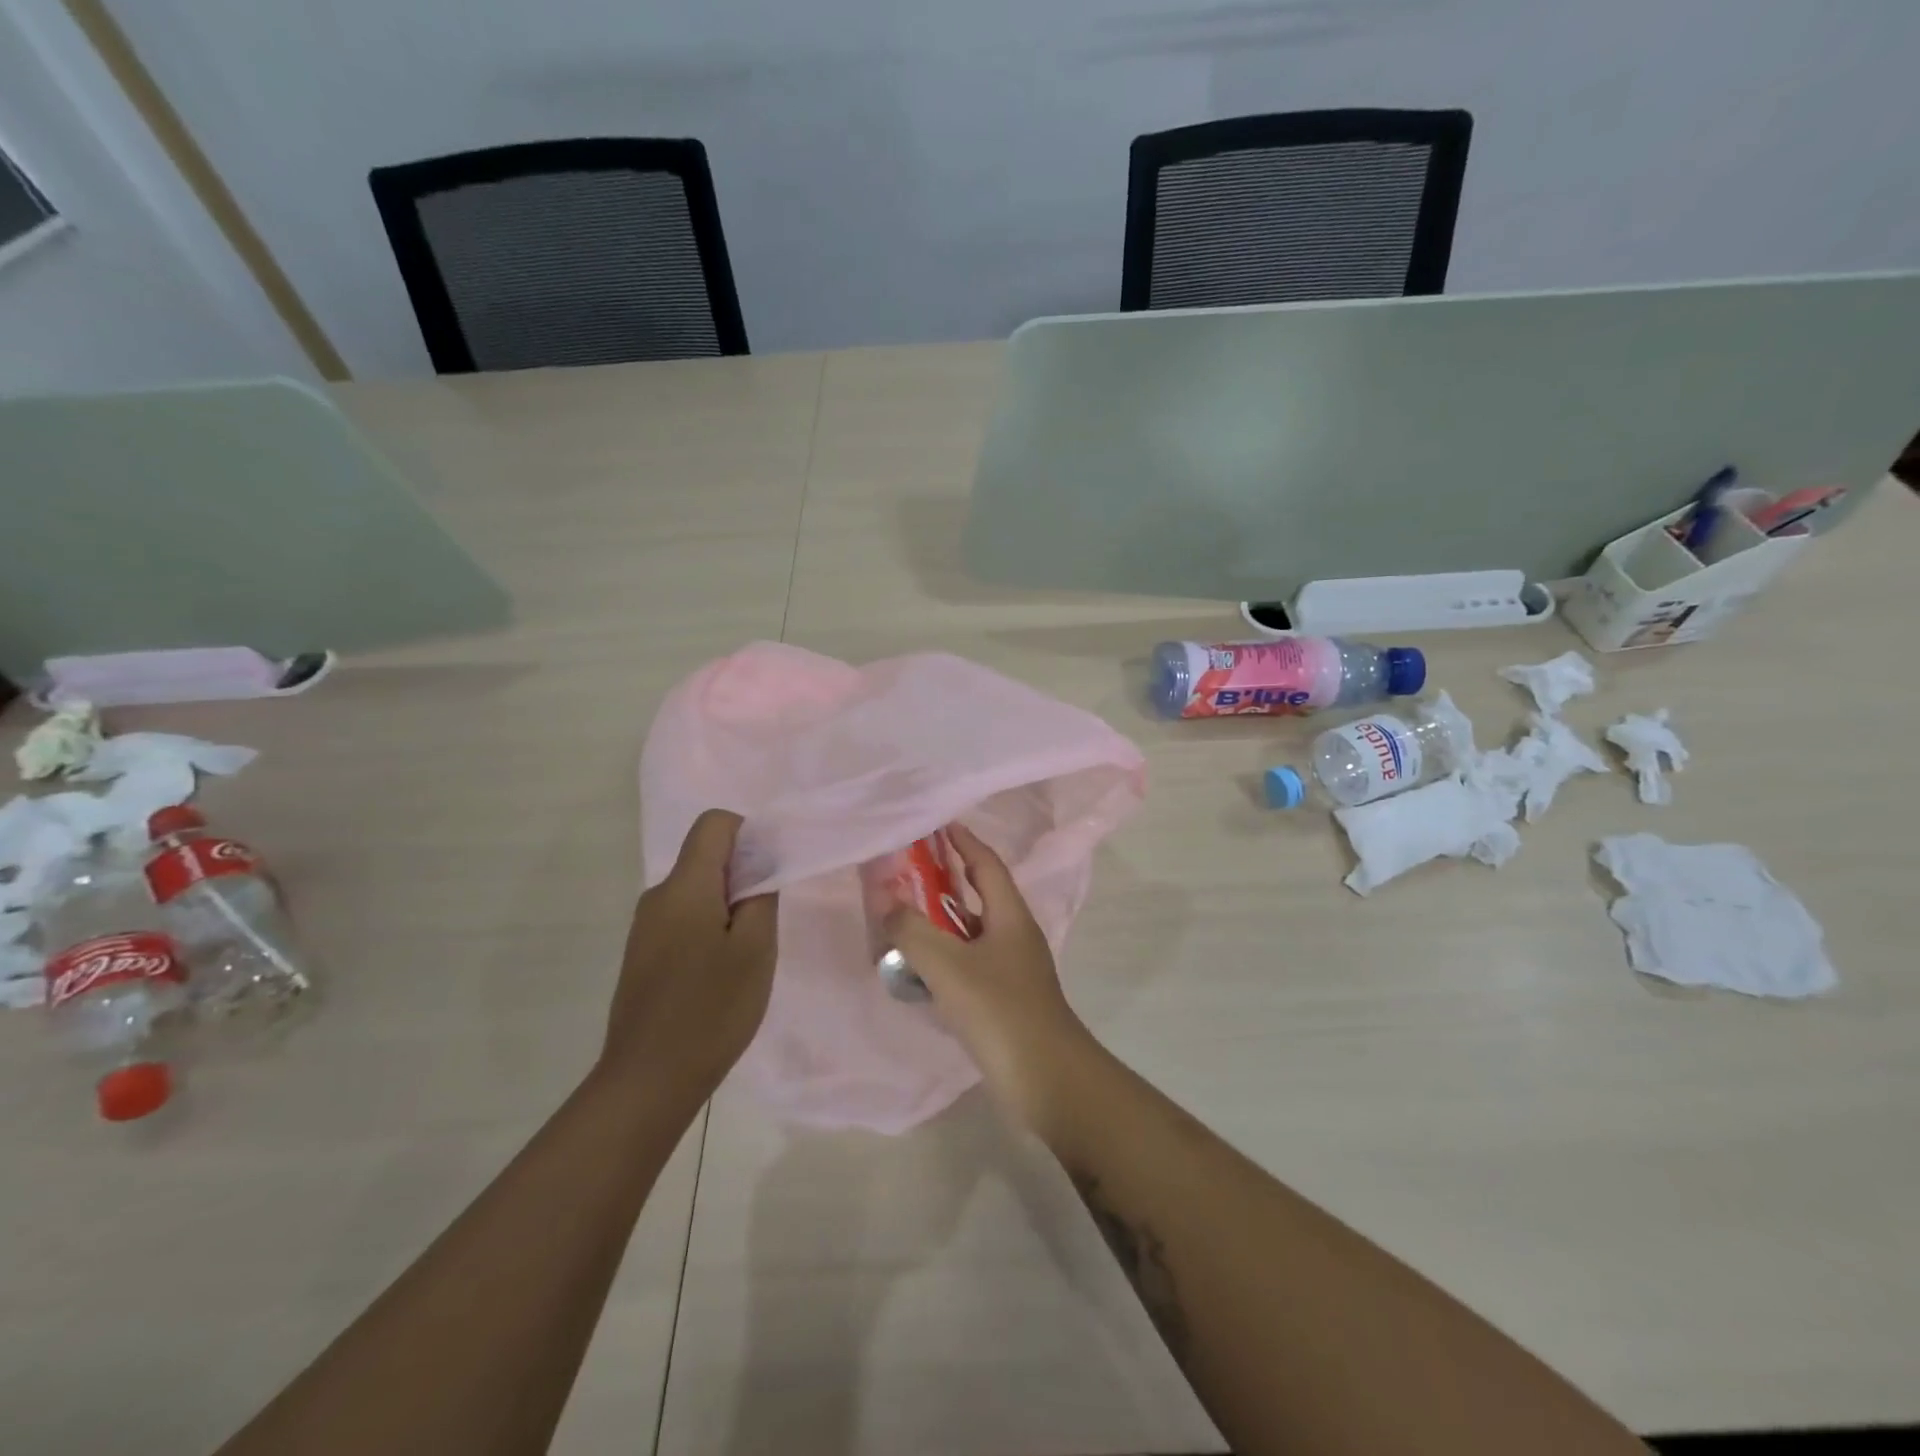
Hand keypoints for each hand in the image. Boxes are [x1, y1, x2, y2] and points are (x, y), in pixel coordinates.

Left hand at [600, 809, 777, 1103]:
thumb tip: (760, 864)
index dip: (748, 835)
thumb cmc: (711, 1009)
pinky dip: (708, 930)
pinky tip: (718, 976)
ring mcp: (645, 928)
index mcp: (684, 886)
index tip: (769, 875)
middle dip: (742, 877)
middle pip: (705, 858)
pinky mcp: (642, 955)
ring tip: (744, 956)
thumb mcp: (755, 949)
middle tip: (764, 924)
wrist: (648, 1080)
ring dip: (726, 908)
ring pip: (696, 892)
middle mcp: (658, 897)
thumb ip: (761, 896)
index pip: (714, 824)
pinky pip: (682, 919)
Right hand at [883, 824, 1096, 1131]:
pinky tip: (918, 968)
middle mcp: (1014, 934)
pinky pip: (969, 963)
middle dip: (945, 879)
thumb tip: (885, 901)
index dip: (963, 841)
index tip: (937, 823)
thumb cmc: (1001, 1012)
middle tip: (906, 870)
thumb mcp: (949, 967)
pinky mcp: (1004, 998)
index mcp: (1010, 916)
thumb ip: (912, 932)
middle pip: (978, 894)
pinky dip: (944, 956)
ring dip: (940, 922)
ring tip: (902, 917)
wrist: (1047, 1079)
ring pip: (971, 932)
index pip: (986, 864)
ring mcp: (1012, 968)